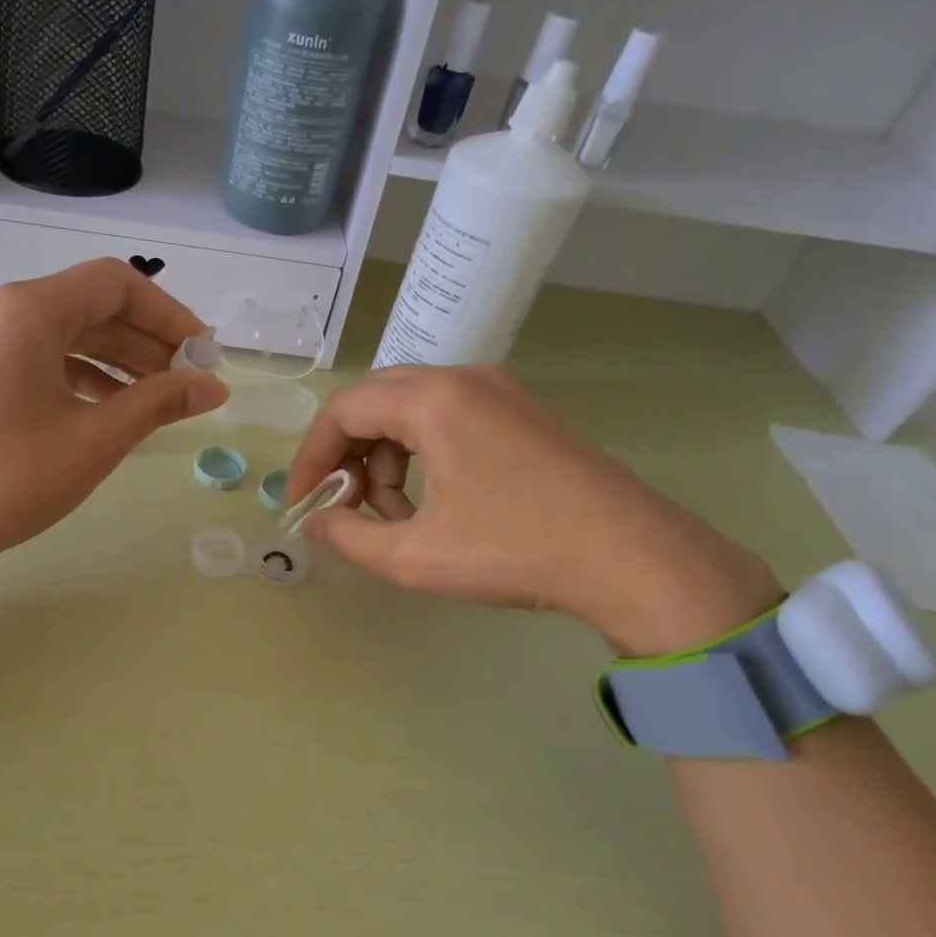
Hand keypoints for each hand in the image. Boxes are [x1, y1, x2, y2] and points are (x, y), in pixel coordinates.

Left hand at [0, 259, 227, 619]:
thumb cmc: (12, 478)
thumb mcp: (96, 439)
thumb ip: (159, 403)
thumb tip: (214, 387)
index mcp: (28, 310)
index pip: (115, 284)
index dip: (167, 313)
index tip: (201, 352)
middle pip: (88, 306)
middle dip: (144, 340)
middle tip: (186, 380)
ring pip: (63, 334)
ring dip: (114, 360)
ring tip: (155, 398)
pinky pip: (36, 357)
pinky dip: (77, 374)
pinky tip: (106, 407)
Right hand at [287, 365, 781, 655]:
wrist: (632, 558)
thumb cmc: (514, 551)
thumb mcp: (413, 555)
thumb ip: (348, 535)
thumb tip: (315, 522)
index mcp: (433, 400)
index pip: (343, 411)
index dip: (311, 459)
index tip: (302, 503)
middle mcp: (464, 378)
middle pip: (374, 402)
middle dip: (347, 456)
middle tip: (345, 506)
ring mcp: (500, 391)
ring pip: (410, 410)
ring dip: (385, 460)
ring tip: (396, 517)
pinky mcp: (523, 412)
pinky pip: (447, 418)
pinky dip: (421, 455)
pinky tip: (434, 502)